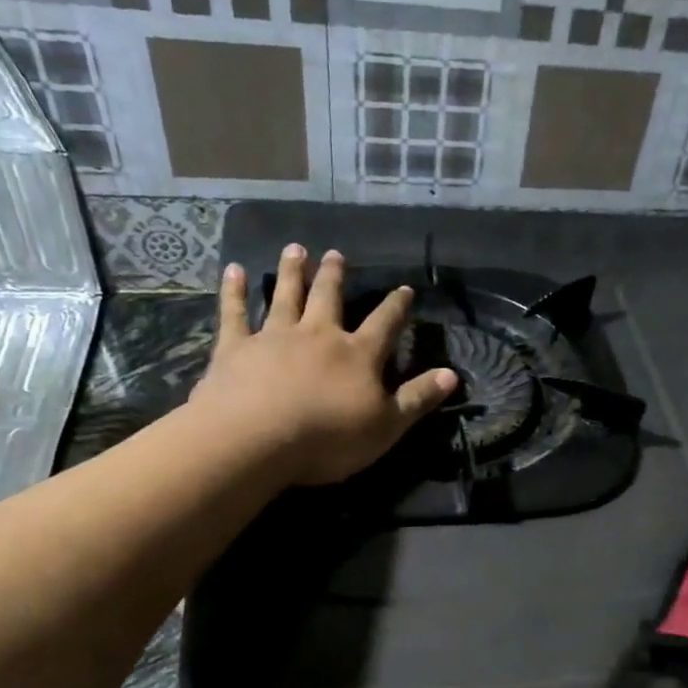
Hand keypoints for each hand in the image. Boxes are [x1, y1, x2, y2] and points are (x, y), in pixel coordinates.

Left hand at [192, 245, 456, 485]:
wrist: (256, 438)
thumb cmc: (329, 438)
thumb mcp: (387, 426)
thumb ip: (418, 398)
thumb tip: (453, 374)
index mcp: (358, 355)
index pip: (385, 324)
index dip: (396, 306)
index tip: (404, 288)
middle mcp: (318, 335)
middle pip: (329, 298)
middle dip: (335, 276)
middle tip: (336, 254)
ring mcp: (274, 337)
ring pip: (286, 296)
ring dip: (292, 272)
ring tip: (295, 249)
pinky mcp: (236, 347)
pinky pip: (235, 313)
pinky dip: (234, 291)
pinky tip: (234, 270)